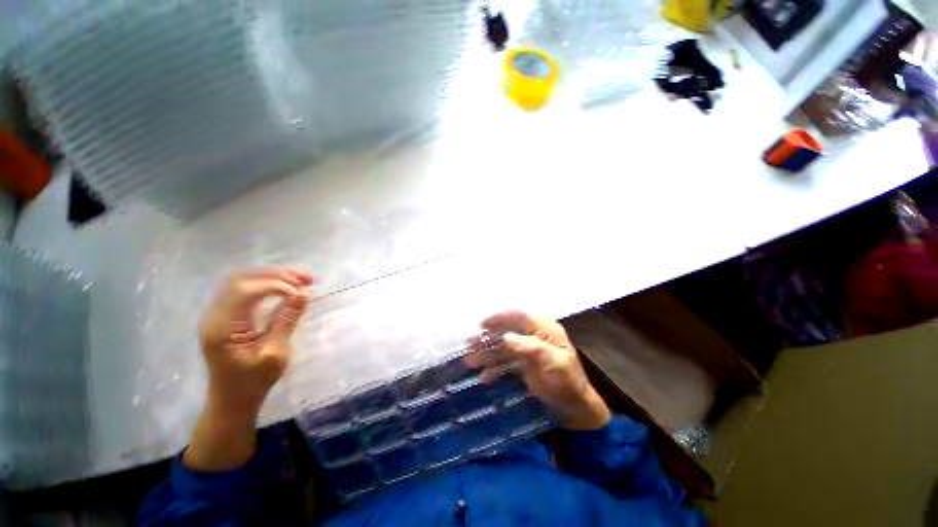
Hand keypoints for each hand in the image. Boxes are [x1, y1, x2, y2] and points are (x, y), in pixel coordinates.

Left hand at [185, 268, 311, 470]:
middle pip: (242, 279)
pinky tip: (285, 288)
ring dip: (272, 277)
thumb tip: (303, 294)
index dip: (276, 285)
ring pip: (243, 281)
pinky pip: (244, 290)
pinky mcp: (226, 316)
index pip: (246, 291)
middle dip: (276, 275)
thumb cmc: (254, 382)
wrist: (232, 400)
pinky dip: (266, 285)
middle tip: (306, 279)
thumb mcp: (275, 354)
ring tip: (300, 280)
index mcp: (222, 327)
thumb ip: (287, 321)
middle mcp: (214, 315)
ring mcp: (218, 314)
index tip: (302, 292)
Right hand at [464, 311, 610, 430]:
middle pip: (507, 331)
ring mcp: (529, 350)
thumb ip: (530, 348)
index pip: (519, 316)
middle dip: (489, 338)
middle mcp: (535, 335)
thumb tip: (505, 337)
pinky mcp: (525, 364)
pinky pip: (506, 362)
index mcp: (545, 329)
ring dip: (488, 353)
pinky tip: (484, 376)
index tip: (482, 325)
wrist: (576, 409)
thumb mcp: (553, 363)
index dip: (500, 318)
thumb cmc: (567, 382)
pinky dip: (495, 368)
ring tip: (470, 360)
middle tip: (471, 343)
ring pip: (504, 347)